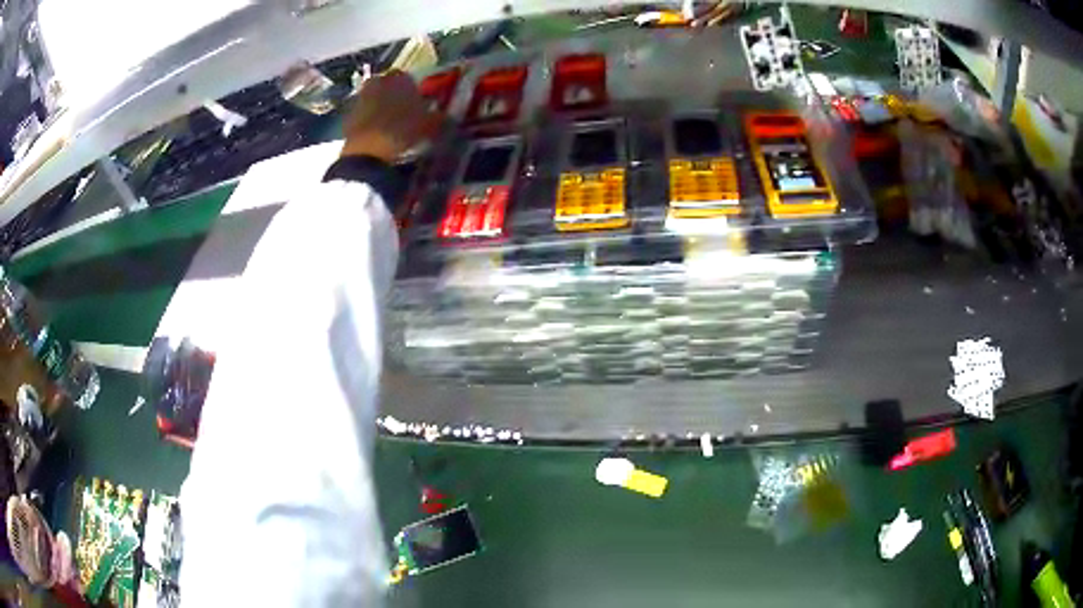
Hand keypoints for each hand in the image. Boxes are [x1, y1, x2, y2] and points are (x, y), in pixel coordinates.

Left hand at [339, 70, 442, 162]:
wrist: (367, 151)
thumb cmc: (403, 131)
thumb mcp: (429, 125)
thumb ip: (439, 116)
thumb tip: (445, 115)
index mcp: (401, 77)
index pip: (409, 78)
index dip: (414, 91)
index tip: (418, 104)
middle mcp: (379, 81)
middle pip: (388, 86)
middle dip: (394, 95)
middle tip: (403, 112)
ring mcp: (360, 96)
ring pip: (374, 98)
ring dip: (380, 106)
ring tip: (389, 124)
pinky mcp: (348, 113)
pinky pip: (363, 112)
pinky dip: (369, 119)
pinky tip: (376, 133)